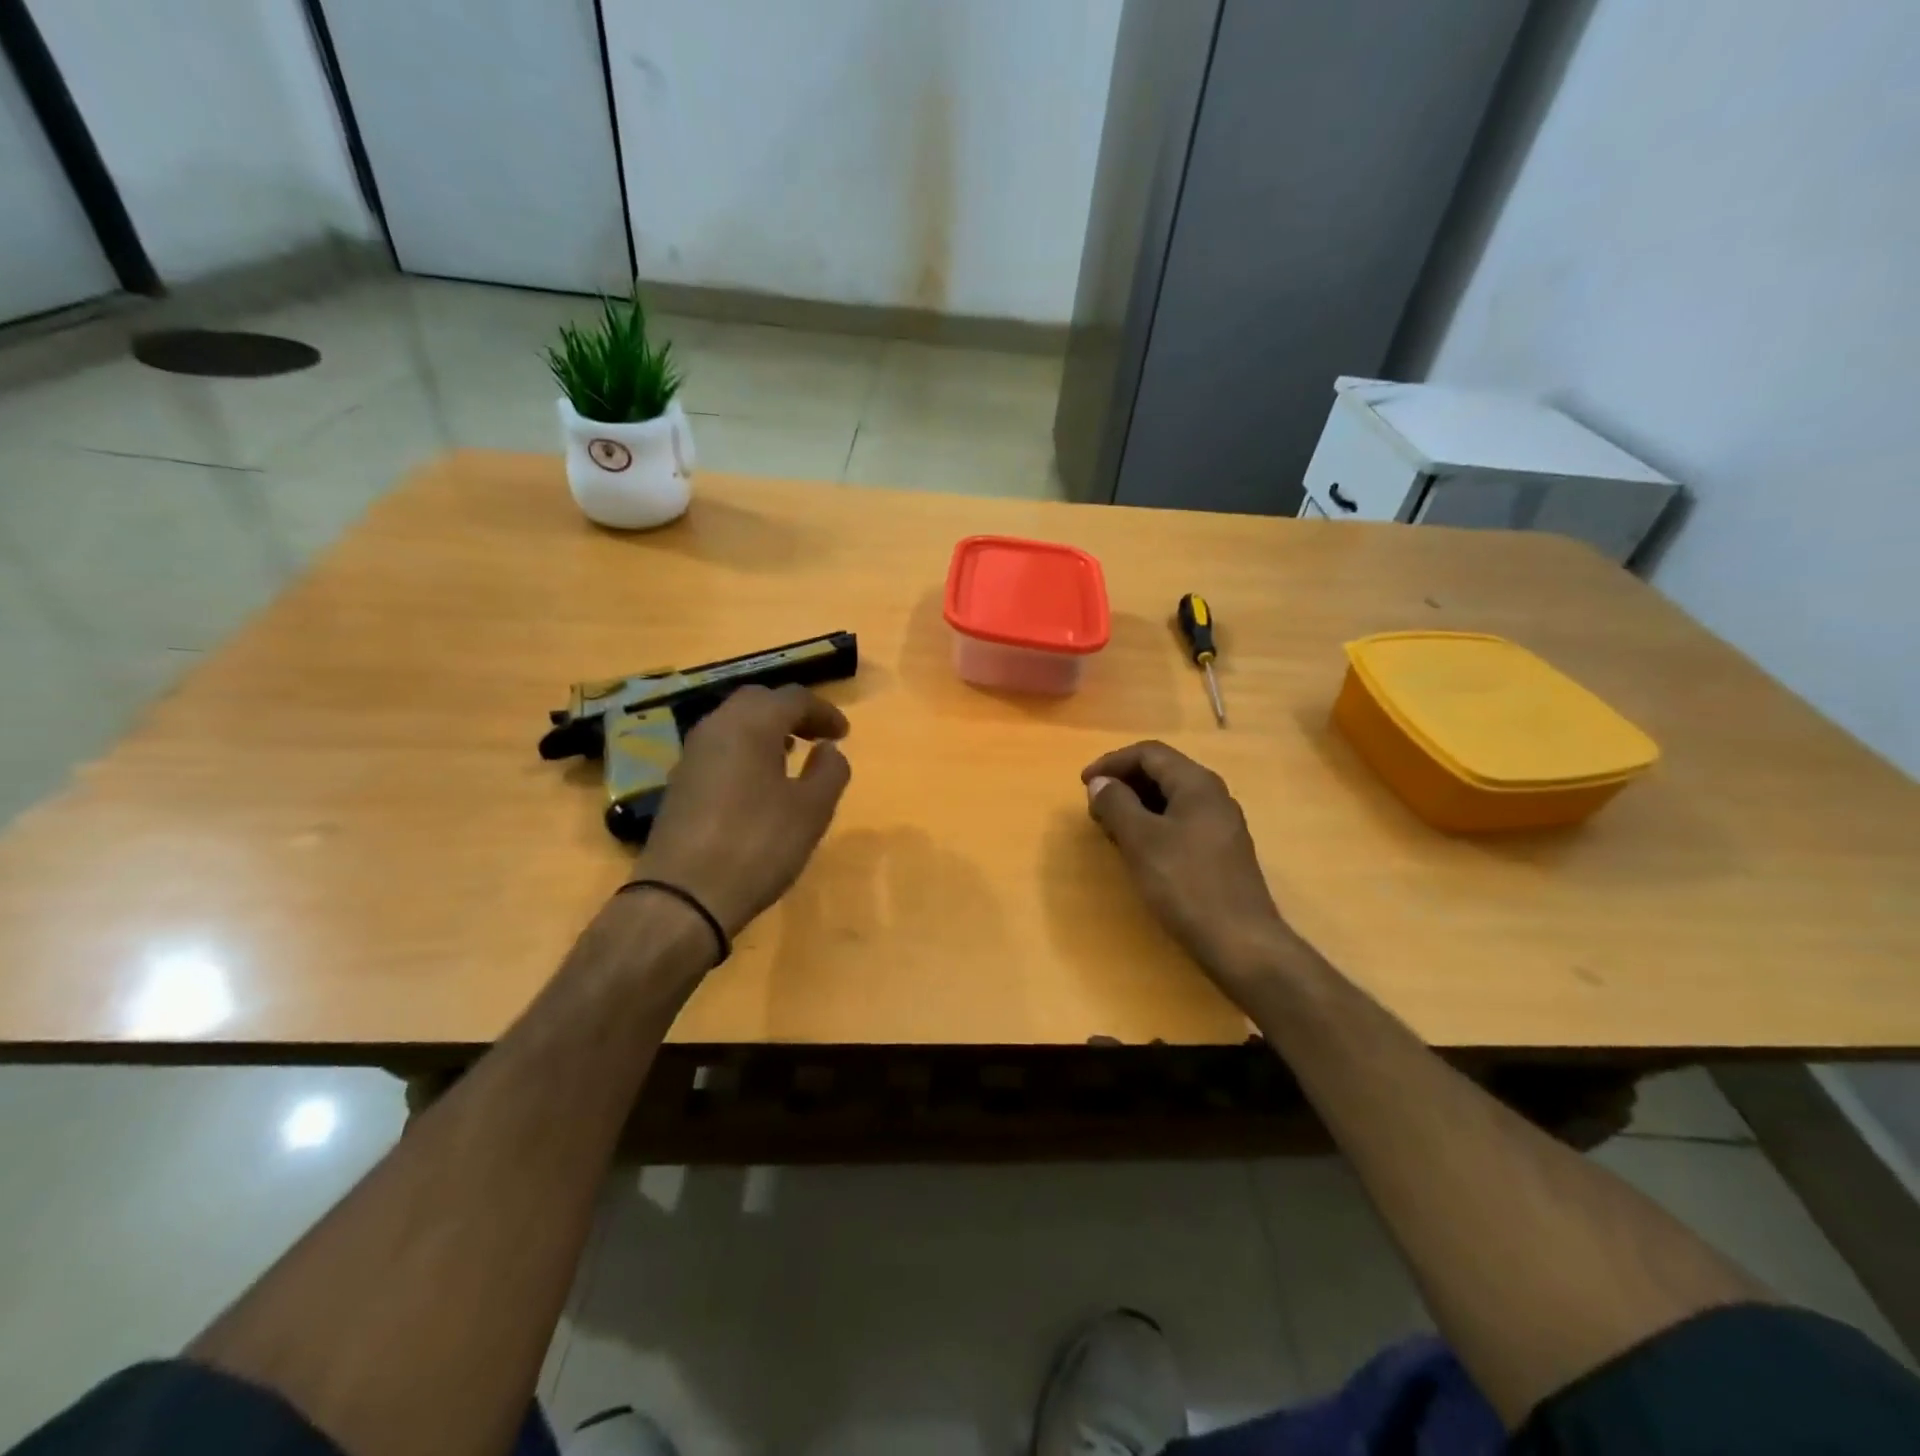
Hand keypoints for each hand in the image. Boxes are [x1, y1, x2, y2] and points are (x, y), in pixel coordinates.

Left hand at [631, 684, 851, 936]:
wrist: (683, 897)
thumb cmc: (758, 845)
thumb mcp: (811, 810)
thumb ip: (829, 771)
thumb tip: (829, 749)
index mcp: (751, 725)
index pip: (793, 698)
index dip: (824, 711)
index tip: (844, 735)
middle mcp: (716, 728)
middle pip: (758, 701)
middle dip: (791, 713)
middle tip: (817, 737)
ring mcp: (691, 755)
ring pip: (734, 723)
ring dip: (766, 730)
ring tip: (791, 756)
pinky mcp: (680, 783)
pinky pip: (719, 749)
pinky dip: (745, 751)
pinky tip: (759, 783)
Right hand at [1082, 741, 1291, 989]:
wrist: (1240, 942)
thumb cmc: (1186, 884)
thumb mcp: (1141, 840)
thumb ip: (1116, 804)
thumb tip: (1100, 783)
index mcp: (1197, 784)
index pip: (1149, 753)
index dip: (1112, 762)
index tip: (1083, 784)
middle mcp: (1213, 796)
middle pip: (1161, 772)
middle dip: (1123, 783)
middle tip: (1094, 808)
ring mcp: (1220, 825)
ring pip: (1170, 799)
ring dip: (1136, 806)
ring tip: (1109, 829)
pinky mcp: (1220, 852)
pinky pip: (1179, 822)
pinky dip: (1152, 825)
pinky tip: (1137, 850)